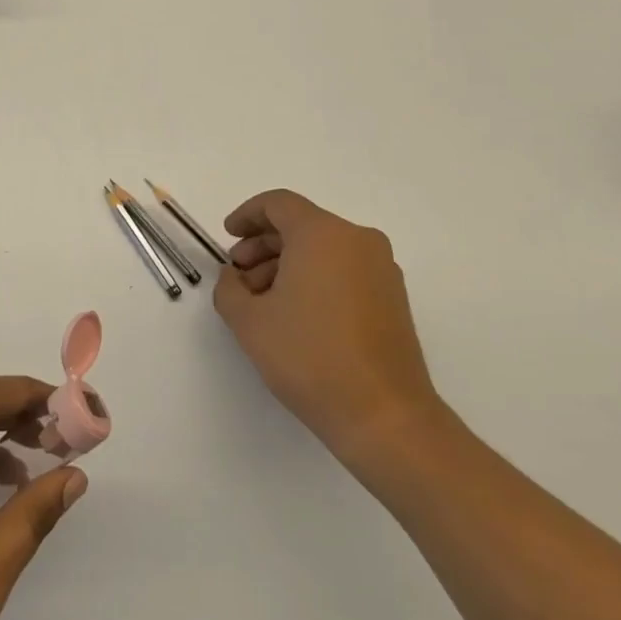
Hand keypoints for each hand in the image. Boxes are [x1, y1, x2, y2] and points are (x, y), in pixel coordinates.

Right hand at [213, 189, 444, 479]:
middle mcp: (357, 240)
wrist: (384, 416)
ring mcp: (381, 268)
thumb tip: (234, 276)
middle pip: (301, 225)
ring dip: (287, 264)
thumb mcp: (249, 321)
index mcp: (322, 233)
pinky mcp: (393, 297)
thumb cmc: (310, 357)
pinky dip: (315, 278)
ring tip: (262, 302)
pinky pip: (344, 269)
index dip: (246, 215)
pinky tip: (295, 314)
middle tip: (239, 275)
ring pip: (323, 249)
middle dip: (263, 245)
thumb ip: (229, 288)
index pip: (278, 203)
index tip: (227, 236)